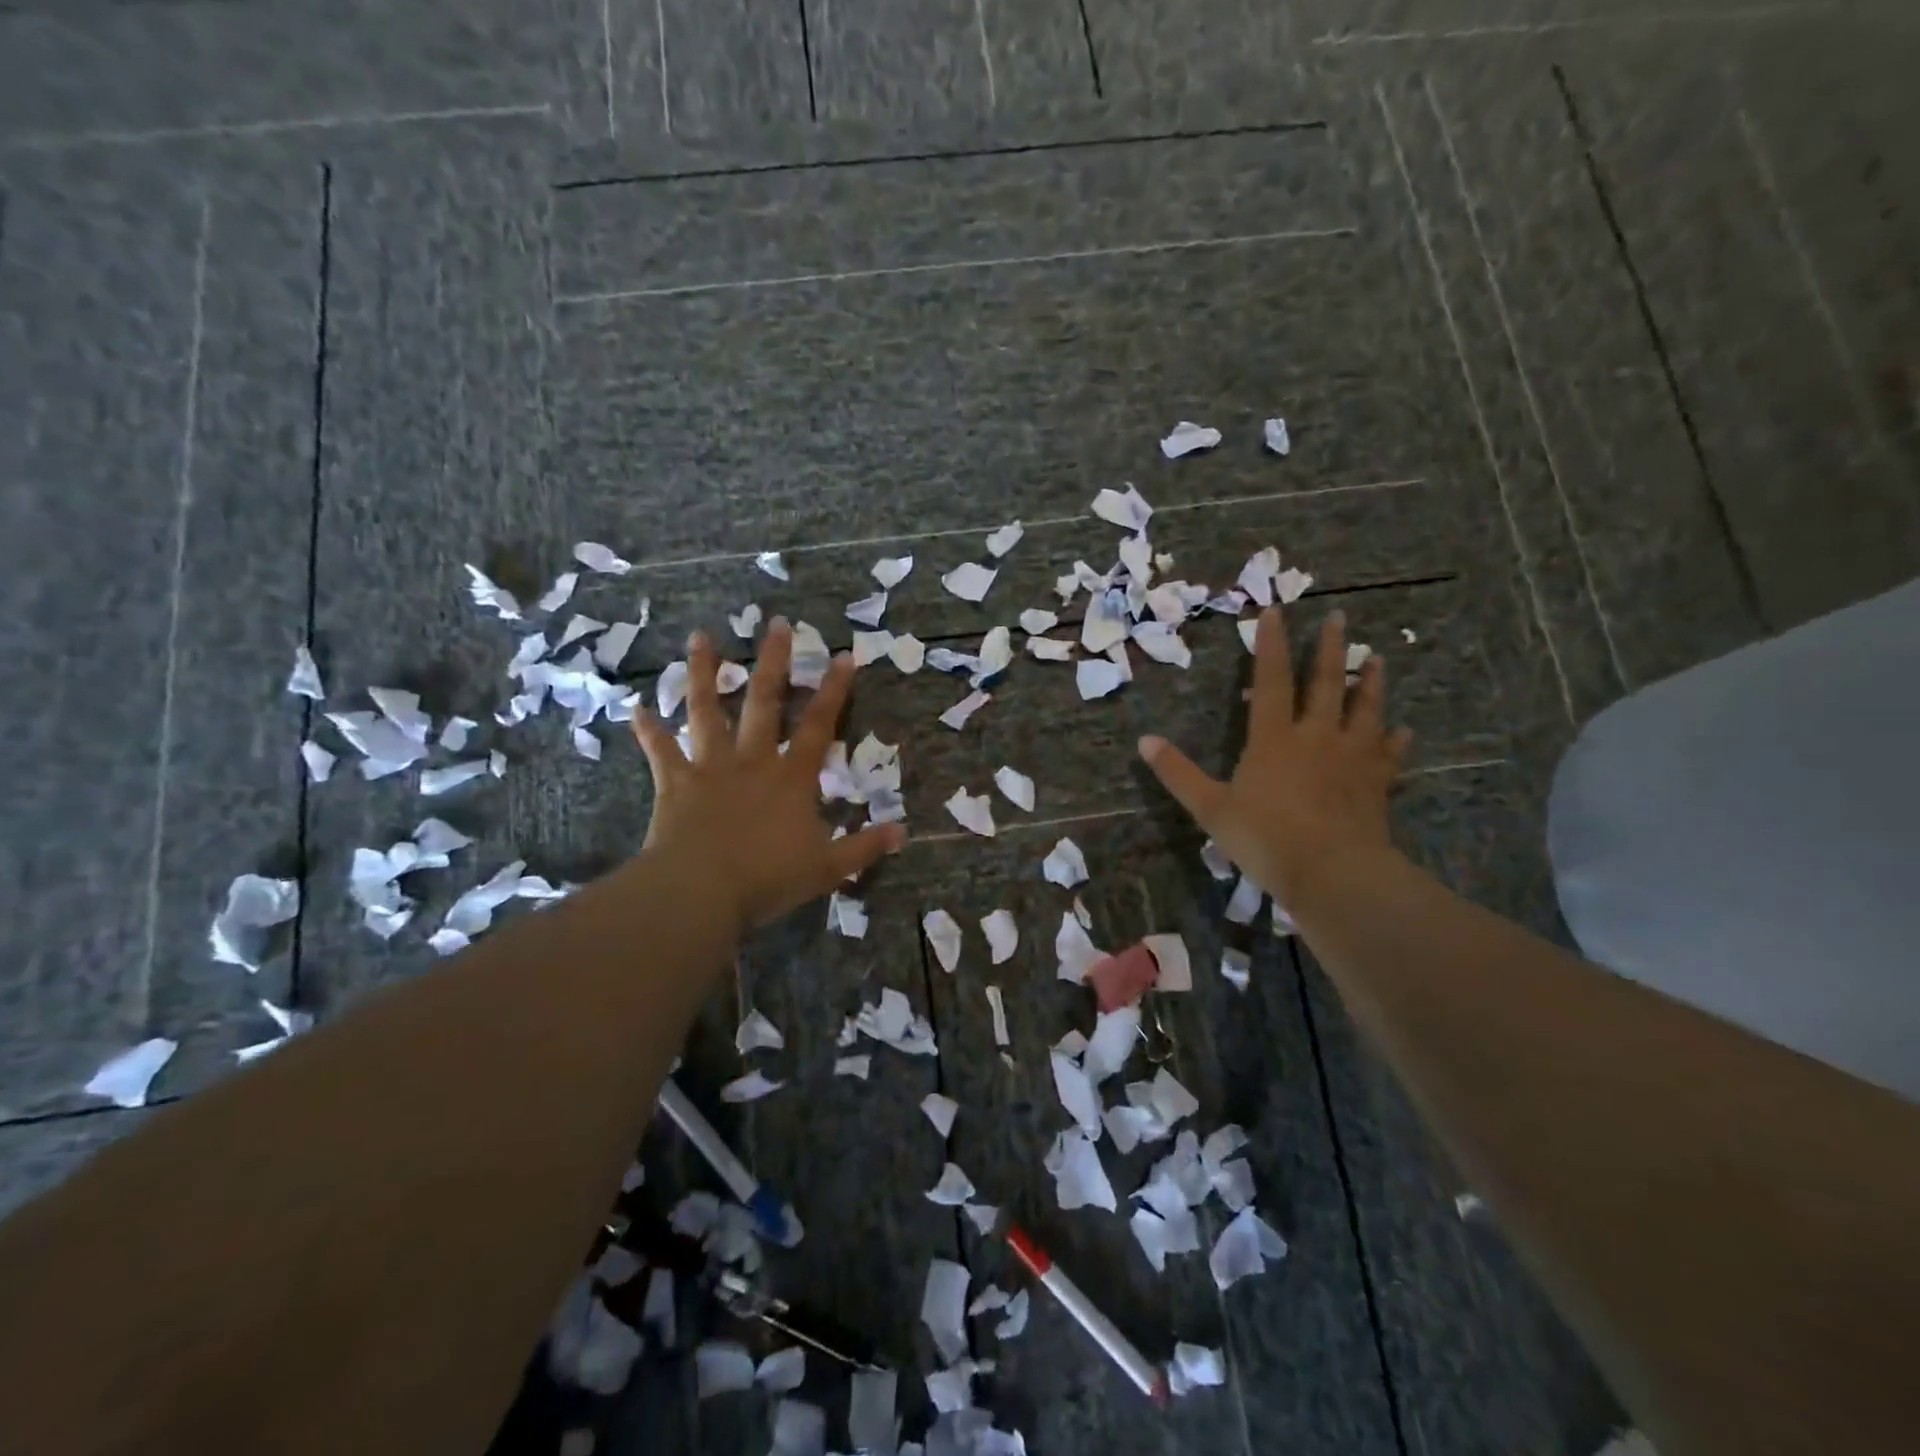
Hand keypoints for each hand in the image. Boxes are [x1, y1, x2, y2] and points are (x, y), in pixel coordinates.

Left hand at [632, 620, 905, 933]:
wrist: (702, 891)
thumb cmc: (768, 878)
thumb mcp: (828, 868)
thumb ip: (865, 847)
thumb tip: (905, 832)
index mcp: (791, 777)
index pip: (818, 725)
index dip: (833, 691)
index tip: (843, 656)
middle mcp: (752, 760)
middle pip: (763, 702)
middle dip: (773, 661)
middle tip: (776, 624)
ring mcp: (710, 767)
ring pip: (706, 711)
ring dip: (703, 674)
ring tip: (700, 637)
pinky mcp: (676, 783)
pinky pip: (660, 751)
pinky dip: (648, 730)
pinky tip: (636, 707)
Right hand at [1138, 607, 1411, 909]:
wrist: (1332, 874)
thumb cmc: (1265, 838)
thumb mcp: (1210, 808)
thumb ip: (1177, 773)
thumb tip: (1144, 741)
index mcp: (1274, 738)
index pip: (1272, 680)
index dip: (1272, 645)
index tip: (1276, 611)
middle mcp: (1317, 737)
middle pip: (1326, 684)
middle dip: (1329, 649)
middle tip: (1338, 618)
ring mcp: (1352, 759)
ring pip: (1365, 710)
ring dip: (1370, 683)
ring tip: (1377, 660)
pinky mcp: (1377, 784)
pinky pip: (1389, 755)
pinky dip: (1396, 742)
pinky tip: (1404, 732)